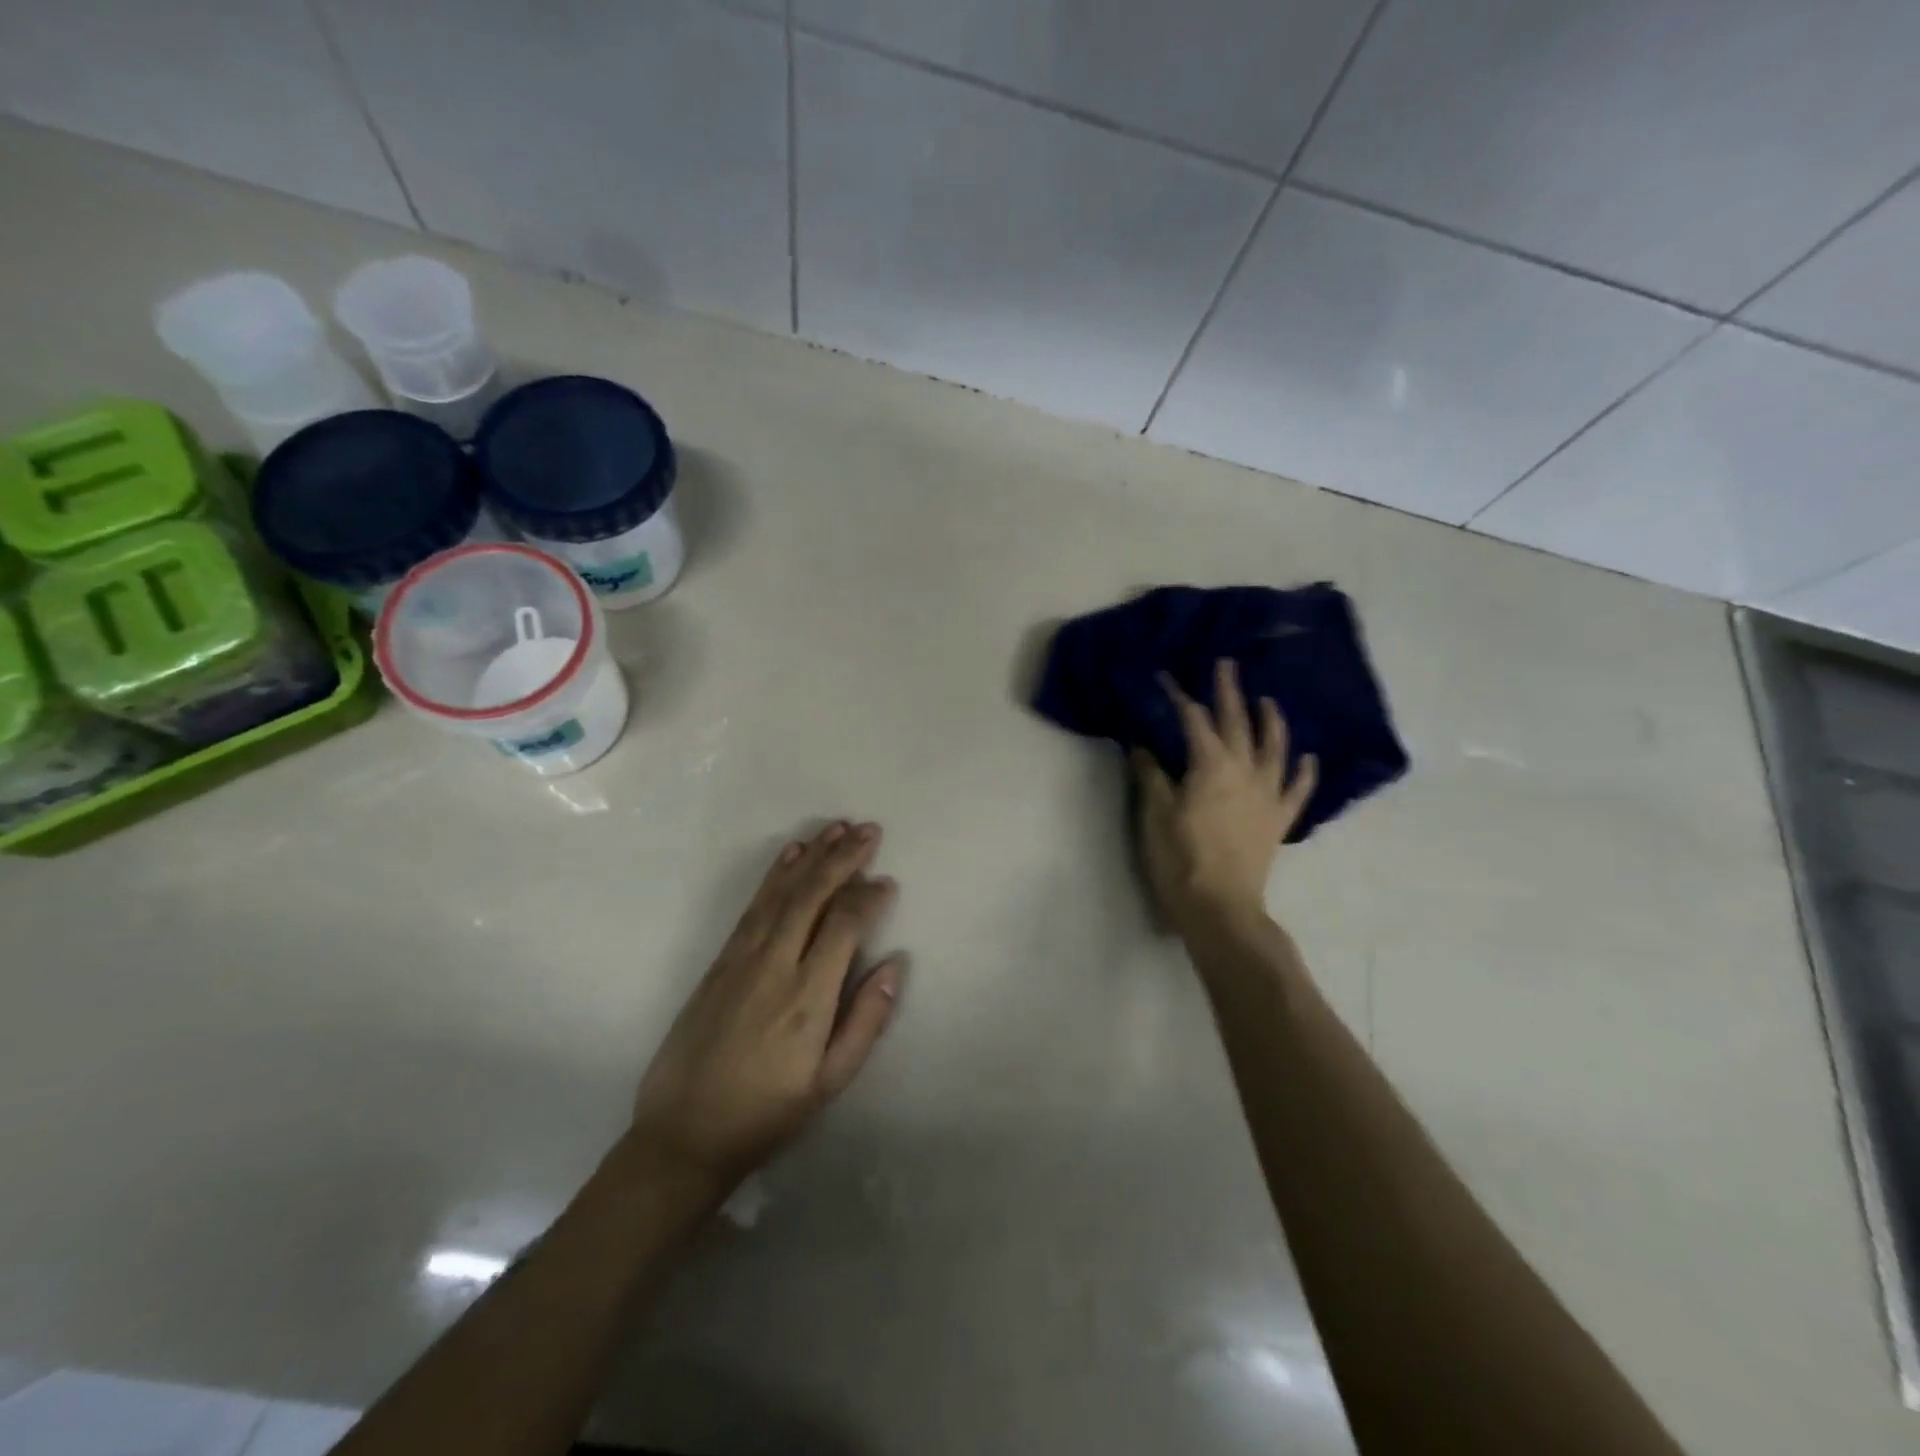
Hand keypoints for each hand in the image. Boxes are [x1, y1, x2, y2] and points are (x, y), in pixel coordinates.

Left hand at [629, 822, 902, 1196]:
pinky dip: (775, 874)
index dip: (868, 896)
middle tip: (869, 830)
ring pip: (782, 892)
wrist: (684, 1133)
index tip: (887, 881)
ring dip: (812, 855)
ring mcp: (742, 957)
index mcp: (808, 996)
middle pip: (813, 894)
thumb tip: (894, 964)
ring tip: (837, 827)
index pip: (844, 924)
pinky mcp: (720, 960)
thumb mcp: (829, 1082)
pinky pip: (753, 905)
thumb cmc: (767, 1112)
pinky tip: (791, 854)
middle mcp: (775, 964)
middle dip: (843, 857)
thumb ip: (866, 1021)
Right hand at [1134, 659, 1318, 926]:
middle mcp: (1244, 770)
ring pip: (1274, 748)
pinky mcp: (1279, 820)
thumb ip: (1151, 774)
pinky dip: (1305, 771)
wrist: (1220, 907)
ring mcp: (1267, 794)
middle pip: (1237, 723)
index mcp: (1210, 765)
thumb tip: (1142, 744)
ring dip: (1271, 721)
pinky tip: (1308, 758)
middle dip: (1229, 692)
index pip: (1193, 720)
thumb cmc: (1180, 859)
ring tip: (1268, 700)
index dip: (1178, 696)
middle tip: (1226, 665)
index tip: (1166, 677)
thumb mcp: (1155, 814)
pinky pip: (1297, 789)